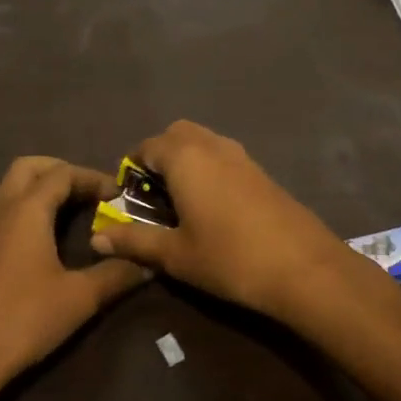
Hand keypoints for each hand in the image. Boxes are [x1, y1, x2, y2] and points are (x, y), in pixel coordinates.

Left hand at [0, 157, 151, 398]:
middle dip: (61, 170)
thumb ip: (116, 274)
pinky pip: (3, 208)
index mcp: (27, 210)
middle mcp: (3, 209)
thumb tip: (149, 262)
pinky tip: (44, 235)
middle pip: (29, 167)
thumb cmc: (24, 319)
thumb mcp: (79, 298)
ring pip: (10, 186)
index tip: (119, 194)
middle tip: (89, 190)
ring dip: (40, 185)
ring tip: (69, 207)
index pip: (62, 174)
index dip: (93, 177)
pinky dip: (26, 205)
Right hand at [89, 121, 363, 320]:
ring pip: (203, 141)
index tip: (126, 198)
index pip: (147, 146)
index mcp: (185, 157)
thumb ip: (135, 241)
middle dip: (159, 155)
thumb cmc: (229, 257)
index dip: (131, 168)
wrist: (303, 267)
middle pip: (176, 134)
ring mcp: (241, 155)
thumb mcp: (175, 254)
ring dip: (186, 160)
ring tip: (180, 202)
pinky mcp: (261, 170)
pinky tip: (213, 207)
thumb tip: (97, 237)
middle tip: (153, 195)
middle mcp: (212, 145)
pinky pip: (223, 155)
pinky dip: (209, 167)